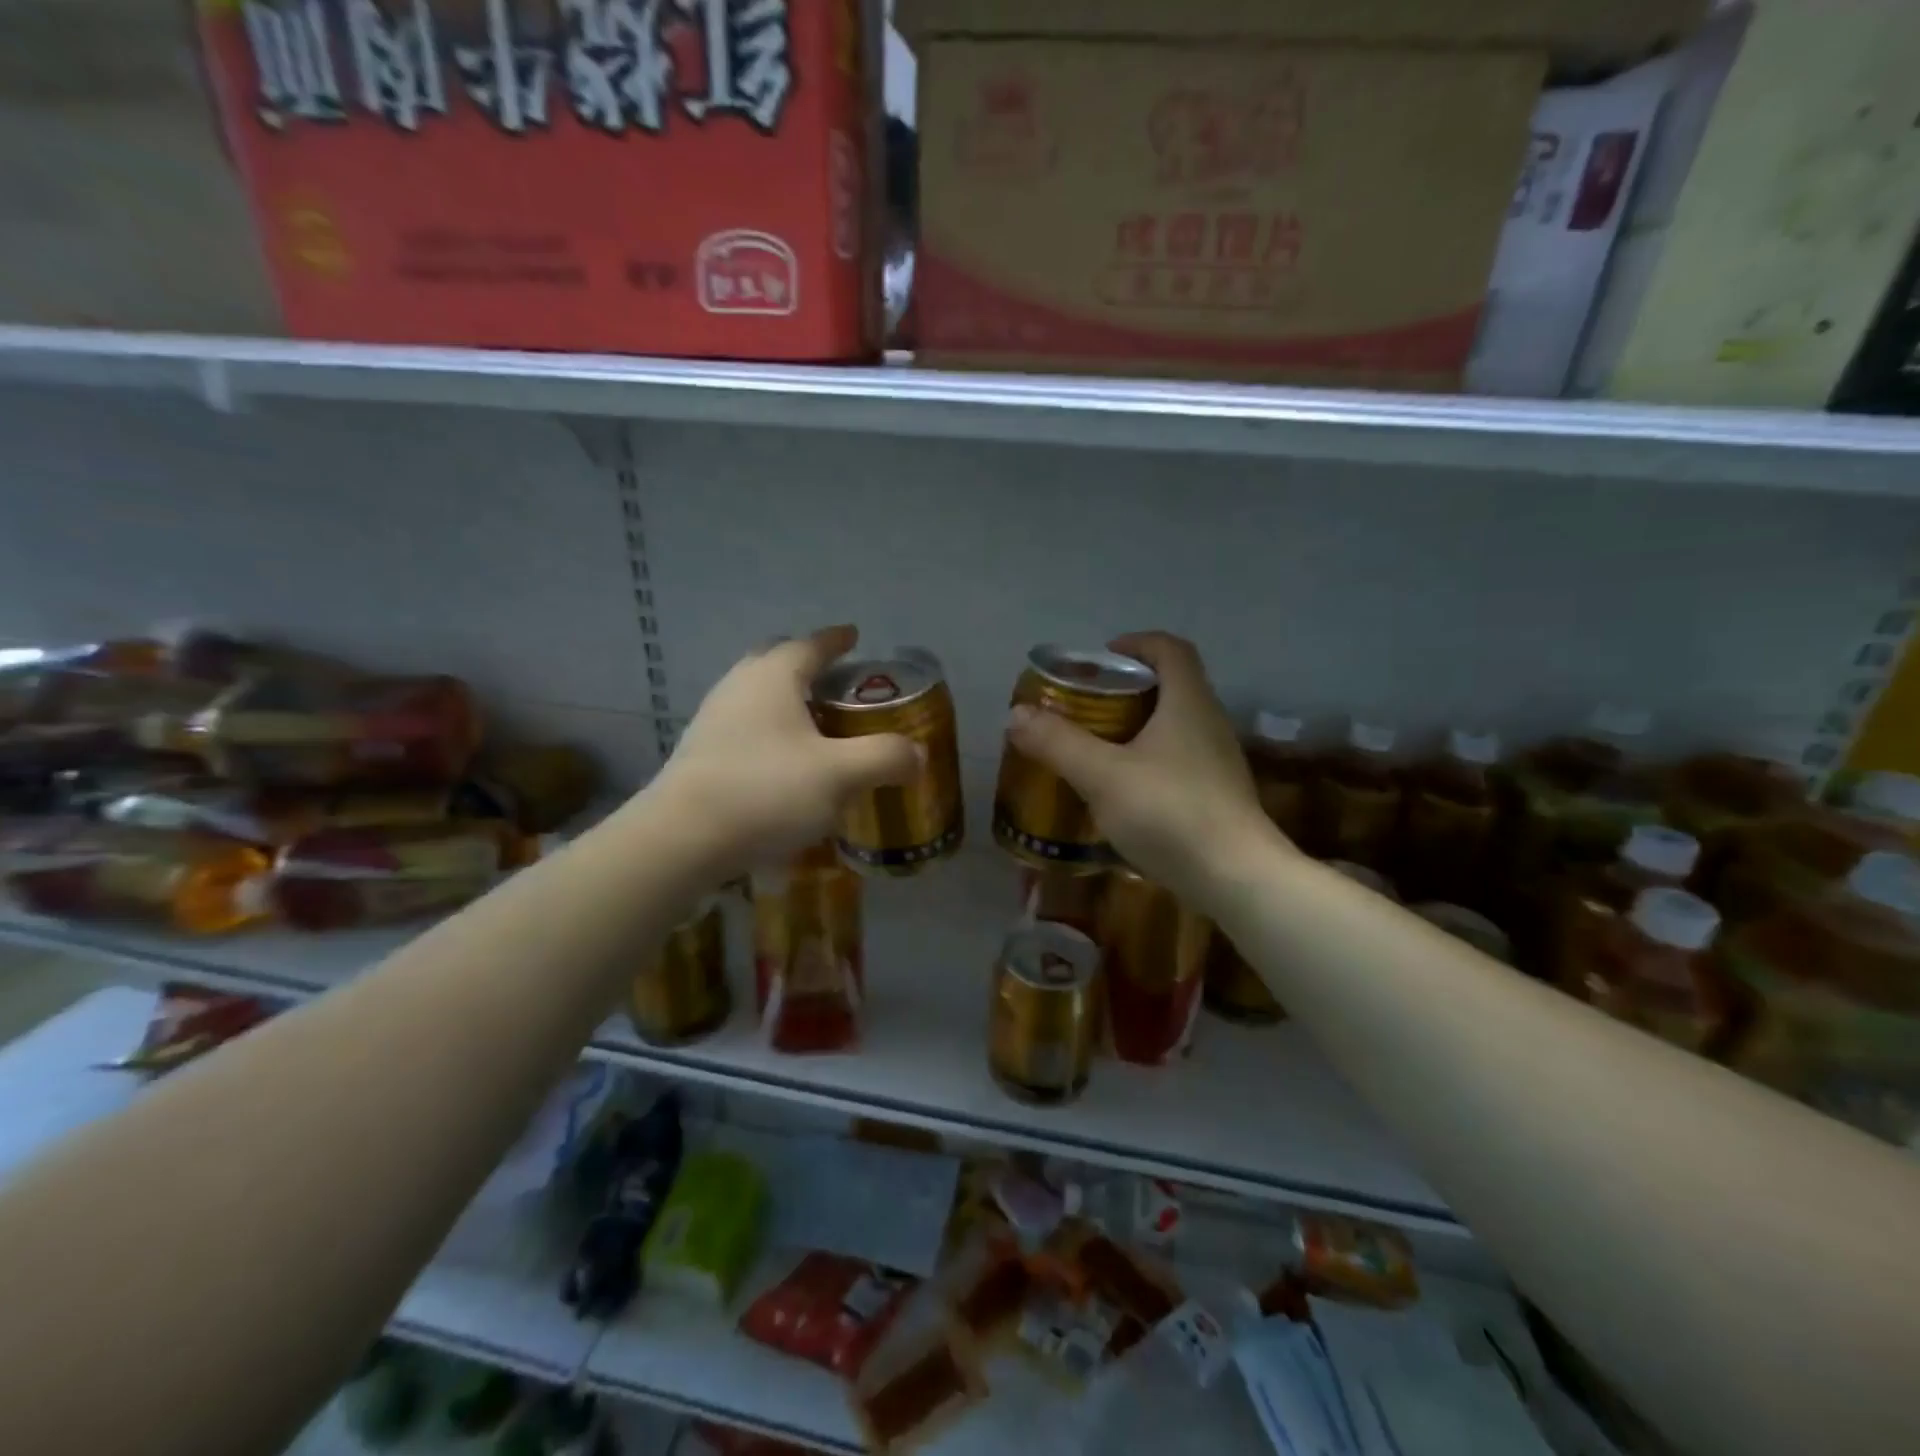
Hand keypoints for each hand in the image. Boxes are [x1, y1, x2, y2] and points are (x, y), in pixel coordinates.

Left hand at [647, 626, 919, 876]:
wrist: (682, 838)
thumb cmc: (766, 791)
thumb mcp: (839, 774)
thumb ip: (885, 758)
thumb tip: (915, 755)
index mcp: (773, 677)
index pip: (810, 644)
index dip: (836, 640)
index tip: (854, 636)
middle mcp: (739, 686)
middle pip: (776, 661)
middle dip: (807, 664)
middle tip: (836, 681)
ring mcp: (713, 719)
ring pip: (756, 694)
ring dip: (786, 699)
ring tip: (815, 723)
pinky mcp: (700, 752)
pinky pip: (744, 726)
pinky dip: (768, 731)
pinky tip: (783, 762)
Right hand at [1004, 632, 1283, 905]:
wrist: (1237, 879)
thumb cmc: (1169, 813)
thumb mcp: (1102, 776)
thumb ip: (1058, 742)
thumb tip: (1016, 714)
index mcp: (1188, 703)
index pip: (1170, 649)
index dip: (1136, 643)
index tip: (1100, 659)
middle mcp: (1209, 723)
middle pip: (1171, 686)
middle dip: (1126, 688)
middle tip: (1086, 706)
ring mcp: (1217, 761)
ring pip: (1174, 726)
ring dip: (1136, 727)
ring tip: (1096, 747)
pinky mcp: (1217, 795)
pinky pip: (1178, 760)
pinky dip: (1148, 761)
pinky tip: (1121, 791)